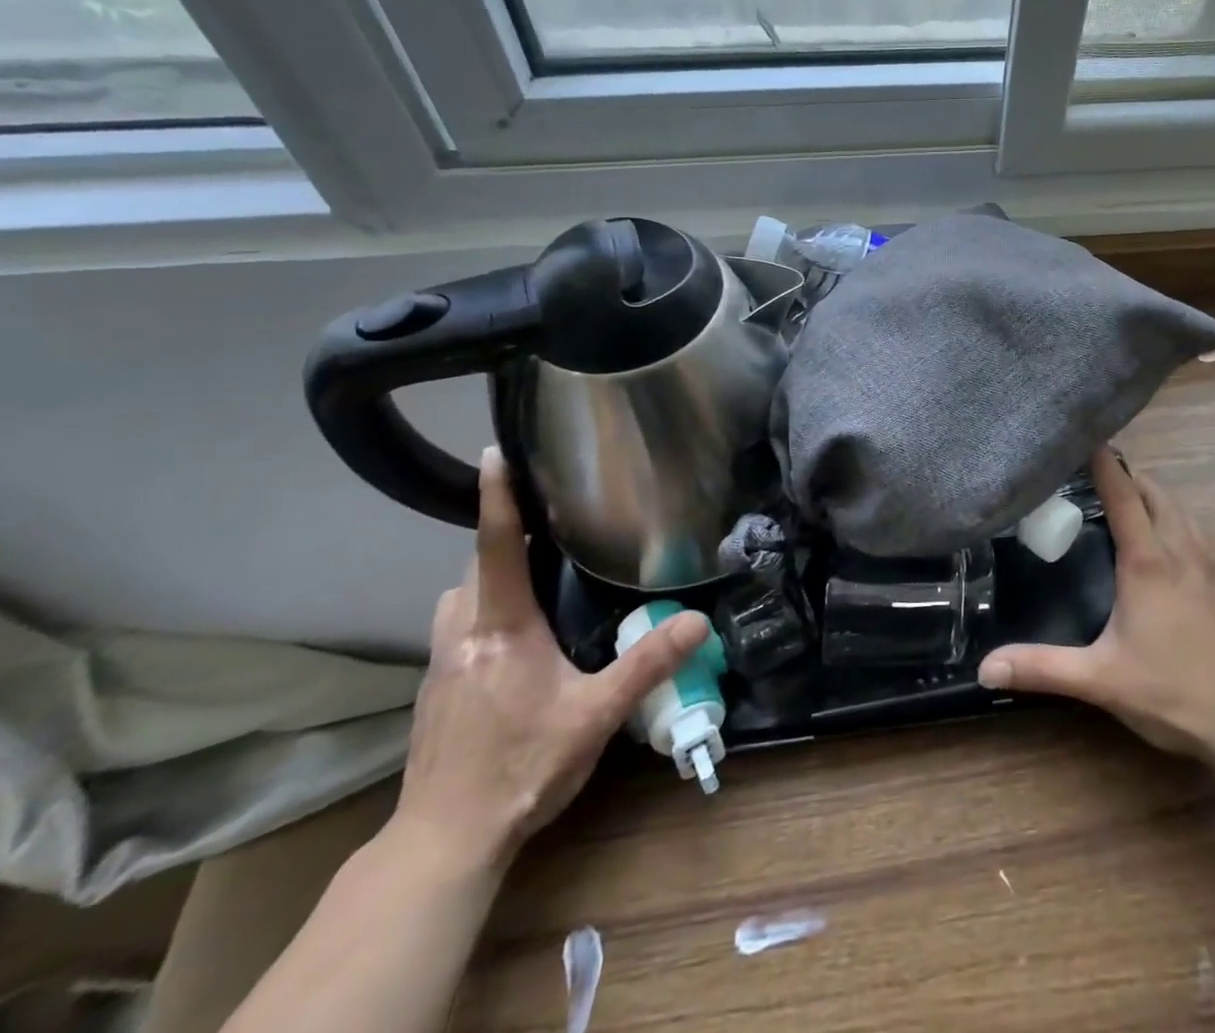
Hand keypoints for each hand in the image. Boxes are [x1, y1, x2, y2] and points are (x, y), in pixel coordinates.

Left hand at [393, 447, 708, 865]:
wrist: (443, 843)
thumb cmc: (521, 768)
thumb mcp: (596, 715)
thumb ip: (648, 664)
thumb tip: (700, 620)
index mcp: (502, 628)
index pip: (496, 546)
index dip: (498, 496)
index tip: (495, 451)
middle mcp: (463, 634)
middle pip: (475, 566)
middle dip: (502, 535)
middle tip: (545, 522)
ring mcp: (441, 664)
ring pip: (458, 596)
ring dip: (487, 575)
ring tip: (530, 574)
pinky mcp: (435, 690)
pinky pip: (455, 626)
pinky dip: (479, 609)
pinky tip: (510, 636)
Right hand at [978, 448, 1214, 788]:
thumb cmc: (1174, 693)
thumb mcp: (1100, 680)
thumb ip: (1042, 668)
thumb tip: (985, 667)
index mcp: (1148, 561)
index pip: (1122, 493)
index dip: (1102, 460)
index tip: (1081, 435)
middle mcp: (1179, 549)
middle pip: (1154, 489)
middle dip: (1125, 473)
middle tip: (1088, 476)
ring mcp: (1207, 562)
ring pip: (1178, 506)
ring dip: (1151, 493)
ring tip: (1119, 500)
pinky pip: (1193, 528)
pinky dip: (1171, 516)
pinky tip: (1158, 542)